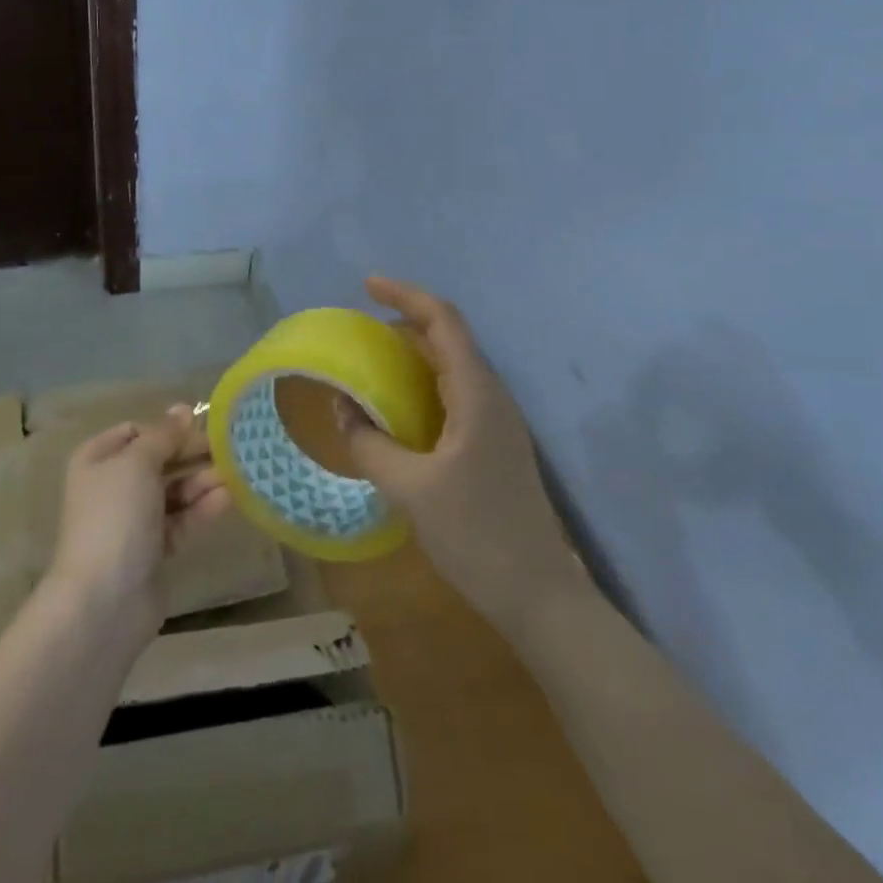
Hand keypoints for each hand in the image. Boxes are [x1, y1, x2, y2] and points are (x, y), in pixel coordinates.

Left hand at [44, 405, 231, 645]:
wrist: (104, 601)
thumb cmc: (115, 517)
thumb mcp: (138, 462)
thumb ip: (164, 435)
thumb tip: (183, 409)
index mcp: (97, 459)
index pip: (137, 431)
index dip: (167, 427)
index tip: (201, 426)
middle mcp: (112, 486)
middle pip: (159, 459)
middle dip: (191, 454)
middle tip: (228, 447)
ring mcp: (132, 519)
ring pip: (173, 490)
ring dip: (201, 480)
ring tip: (234, 472)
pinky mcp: (153, 549)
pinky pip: (181, 518)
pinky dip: (201, 507)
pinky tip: (228, 497)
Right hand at [337, 276, 586, 631]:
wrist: (540, 597)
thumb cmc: (477, 536)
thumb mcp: (411, 490)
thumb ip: (370, 444)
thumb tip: (342, 406)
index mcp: (477, 394)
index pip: (443, 321)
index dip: (405, 295)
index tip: (366, 286)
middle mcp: (491, 396)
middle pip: (448, 337)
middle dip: (405, 322)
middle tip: (360, 329)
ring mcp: (497, 420)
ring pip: (452, 366)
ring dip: (413, 354)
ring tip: (371, 362)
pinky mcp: (494, 444)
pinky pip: (454, 394)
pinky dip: (422, 385)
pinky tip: (397, 408)